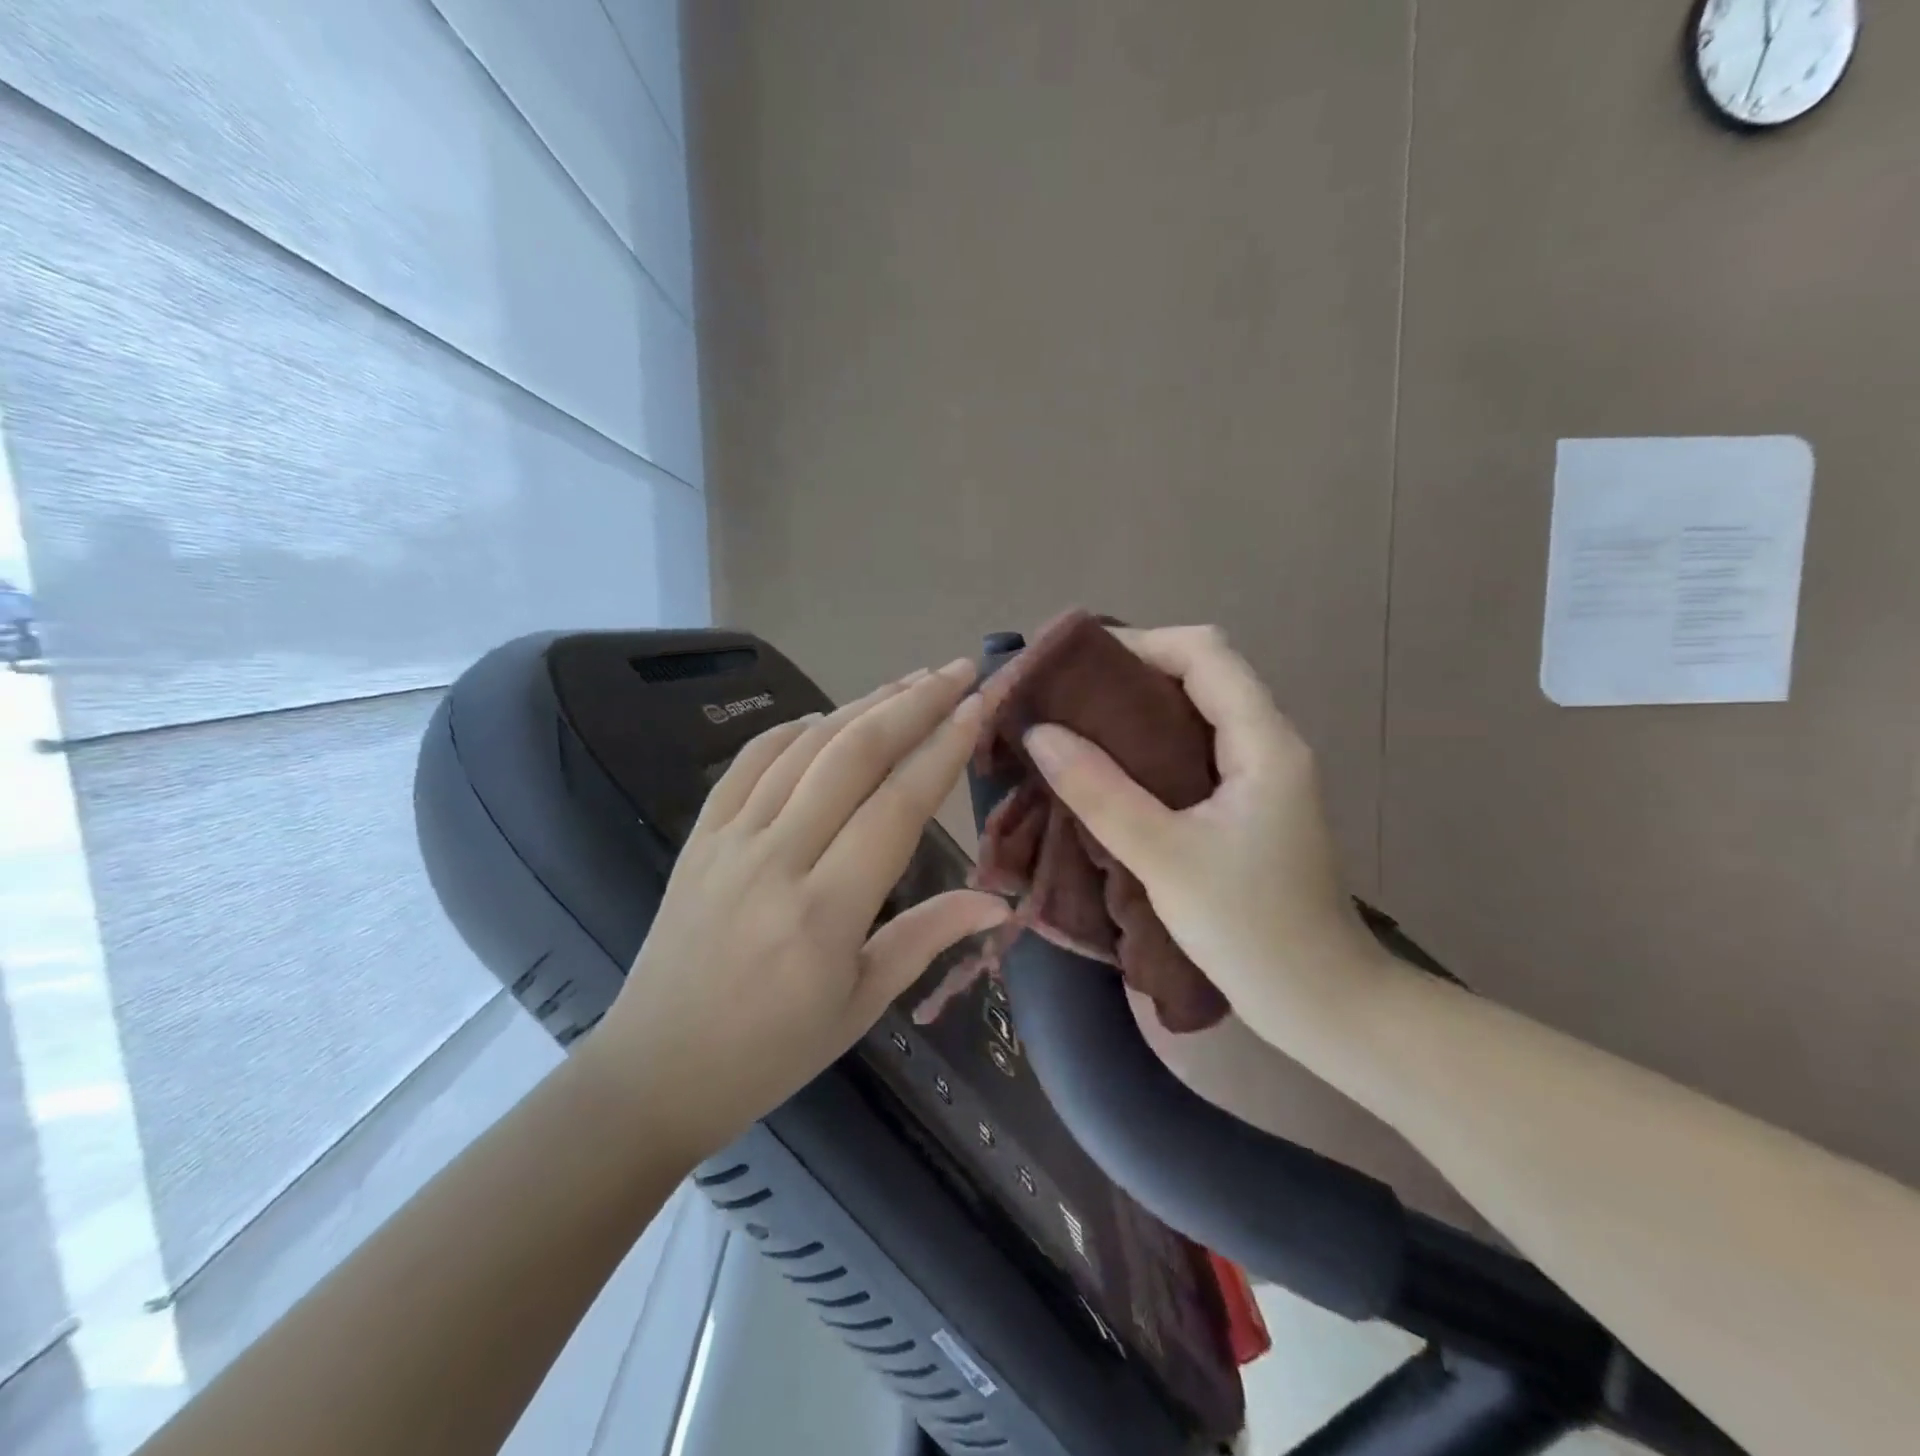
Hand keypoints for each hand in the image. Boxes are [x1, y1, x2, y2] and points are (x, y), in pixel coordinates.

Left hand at [589, 659, 1009, 1163]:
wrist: (655, 1069)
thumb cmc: (772, 1051)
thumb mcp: (862, 1004)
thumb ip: (929, 935)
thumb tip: (1000, 900)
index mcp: (825, 911)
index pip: (897, 805)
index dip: (943, 748)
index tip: (980, 705)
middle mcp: (777, 858)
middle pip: (853, 755)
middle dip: (913, 703)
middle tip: (958, 670)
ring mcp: (730, 839)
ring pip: (805, 747)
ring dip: (863, 704)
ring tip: (911, 680)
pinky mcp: (699, 834)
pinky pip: (750, 761)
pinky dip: (796, 729)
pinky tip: (829, 718)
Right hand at [1023, 626, 1388, 1060]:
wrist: (1323, 1003)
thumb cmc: (1251, 929)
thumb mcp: (1164, 858)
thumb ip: (1099, 792)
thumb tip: (1039, 733)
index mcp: (1263, 742)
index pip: (1204, 653)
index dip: (1141, 643)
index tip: (1076, 668)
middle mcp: (1270, 743)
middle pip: (1203, 673)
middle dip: (1133, 674)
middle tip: (1067, 699)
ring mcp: (1263, 775)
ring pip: (1199, 712)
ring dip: (1140, 711)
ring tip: (1077, 728)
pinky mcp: (1250, 805)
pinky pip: (1198, 750)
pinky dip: (1153, 746)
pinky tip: (1113, 771)